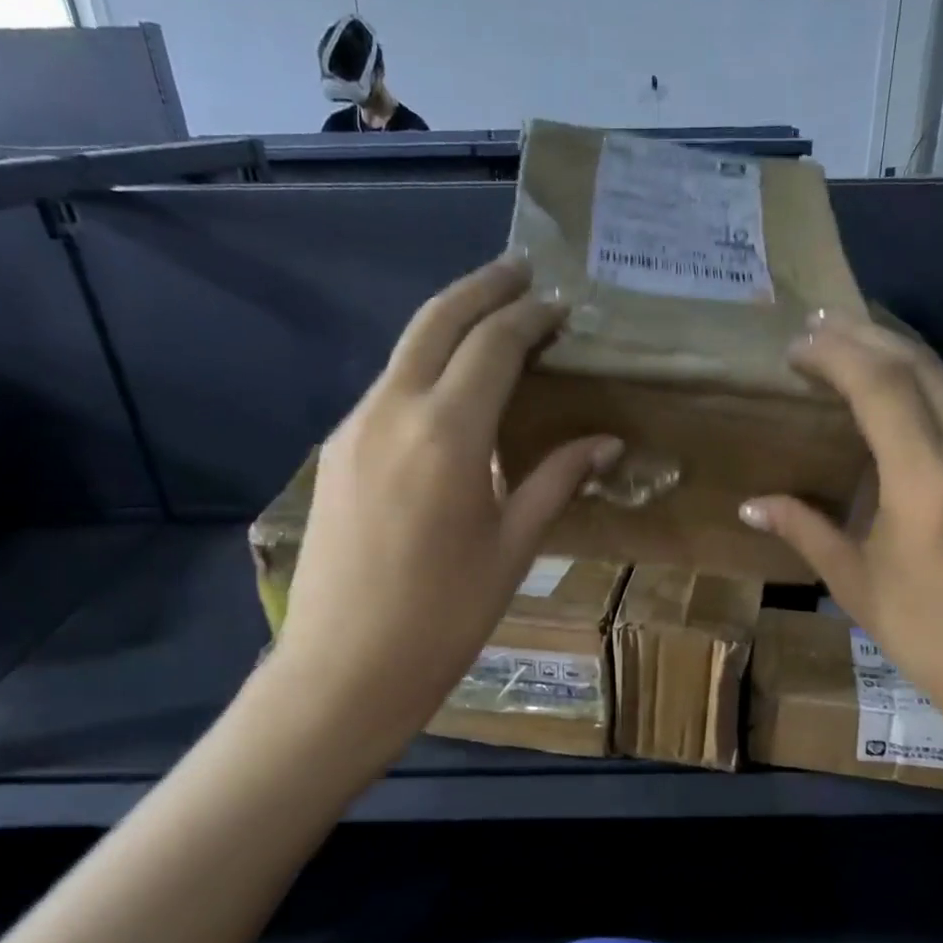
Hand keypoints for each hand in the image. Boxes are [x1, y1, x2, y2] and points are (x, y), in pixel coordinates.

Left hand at [271, 255, 621, 754]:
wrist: (343, 670)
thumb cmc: (444, 617)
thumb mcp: (514, 548)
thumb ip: (558, 480)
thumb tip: (606, 442)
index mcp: (447, 432)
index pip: (494, 344)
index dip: (531, 317)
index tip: (561, 306)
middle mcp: (393, 410)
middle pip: (437, 320)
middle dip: (483, 287)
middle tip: (522, 271)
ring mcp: (355, 428)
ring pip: (405, 351)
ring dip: (450, 325)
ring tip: (493, 324)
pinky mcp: (336, 453)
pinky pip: (387, 390)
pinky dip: (425, 370)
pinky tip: (451, 393)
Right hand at [739, 314, 942, 765]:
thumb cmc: (934, 643)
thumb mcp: (859, 587)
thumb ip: (806, 531)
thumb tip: (751, 505)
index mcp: (928, 484)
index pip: (882, 388)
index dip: (836, 354)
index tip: (798, 345)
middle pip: (922, 371)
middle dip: (867, 337)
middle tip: (821, 324)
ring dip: (899, 368)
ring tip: (853, 359)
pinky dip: (926, 410)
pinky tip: (901, 426)